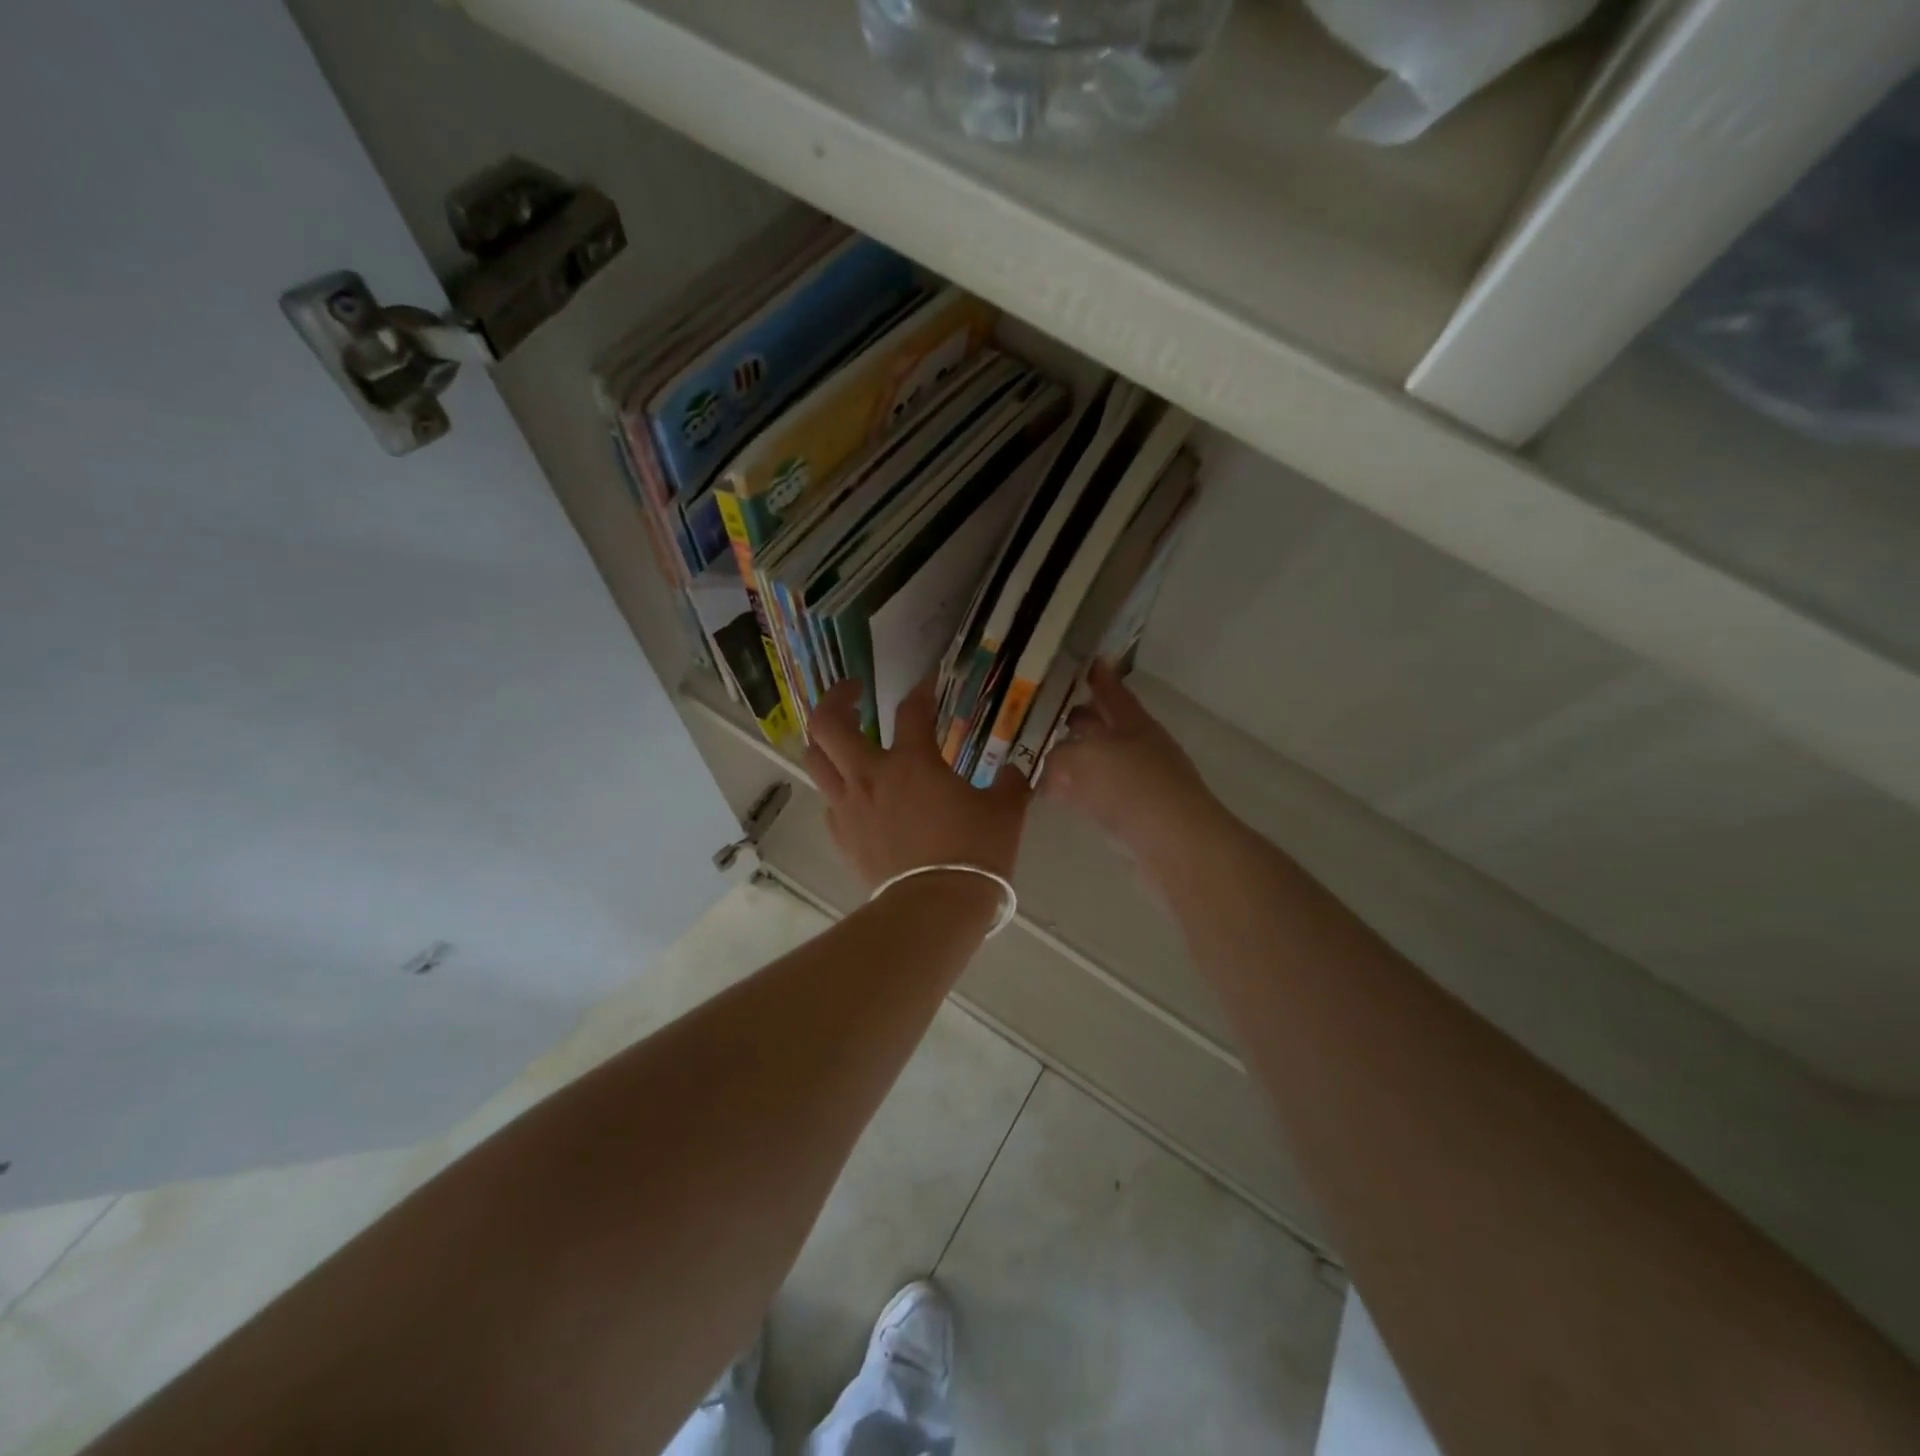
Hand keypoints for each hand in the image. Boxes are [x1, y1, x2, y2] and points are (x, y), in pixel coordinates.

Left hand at [805, 677, 1030, 890]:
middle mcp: (870, 775)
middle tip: (854, 693)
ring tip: (841, 738)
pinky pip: (828, 799)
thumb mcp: (1005, 813)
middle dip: (836, 698)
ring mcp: (848, 806)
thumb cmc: (972, 854)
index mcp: (912, 762)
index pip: (911, 710)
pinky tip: (855, 793)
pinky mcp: (840, 836)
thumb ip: (1010, 783)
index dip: (921, 690)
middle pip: (828, 723)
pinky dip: (837, 787)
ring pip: (814, 758)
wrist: (934, 908)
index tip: (927, 683)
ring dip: (825, 740)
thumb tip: (1016, 771)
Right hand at [1040, 661, 1221, 855]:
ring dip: (1077, 758)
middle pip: (1106, 727)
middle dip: (1082, 719)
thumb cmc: (1131, 786)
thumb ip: (1060, 756)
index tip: (1089, 662)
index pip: (1113, 693)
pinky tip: (1062, 796)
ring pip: (1101, 761)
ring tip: (1047, 757)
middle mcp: (1139, 747)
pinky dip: (1080, 790)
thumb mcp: (1085, 758)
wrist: (1176, 843)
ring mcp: (1140, 781)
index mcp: (1133, 723)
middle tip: (1051, 714)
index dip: (1100, 678)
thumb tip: (1050, 767)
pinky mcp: (1136, 814)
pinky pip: (1100, 793)